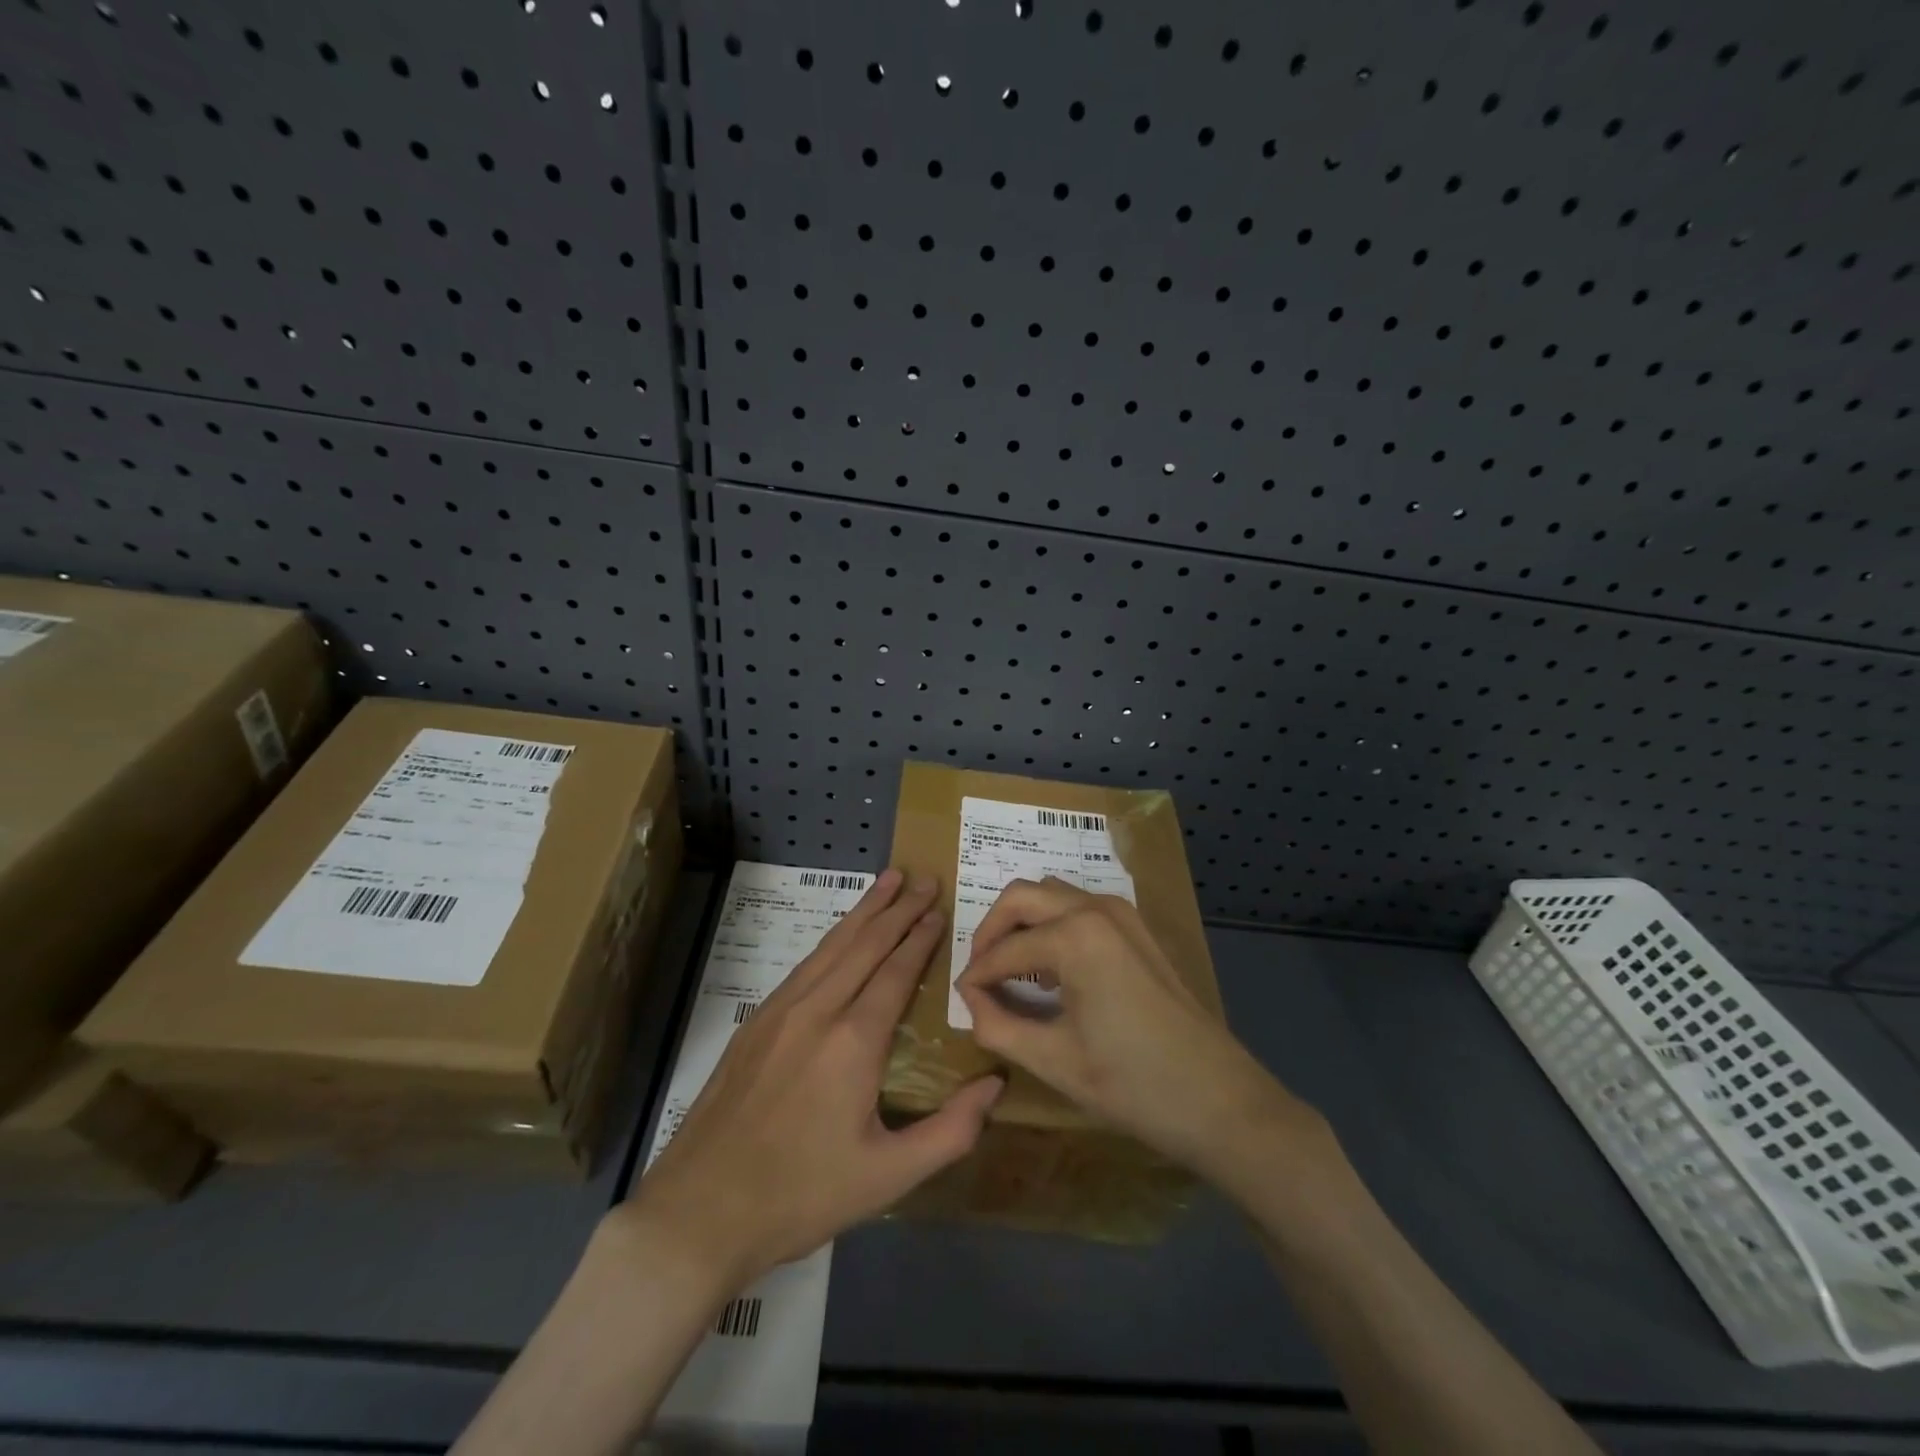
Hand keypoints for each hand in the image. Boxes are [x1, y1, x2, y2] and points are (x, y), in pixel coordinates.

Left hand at [622, 869, 1003, 1286]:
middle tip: (924, 878)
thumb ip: (950, 1131)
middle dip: (898, 908)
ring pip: (832, 945)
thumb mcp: (888, 1177)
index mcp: (854, 1041)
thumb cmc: (802, 1196)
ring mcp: (780, 1011)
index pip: (896, 971)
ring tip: (888, 880)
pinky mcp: (755, 1022)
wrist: (699, 1210)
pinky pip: (804, 965)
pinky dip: (832, 938)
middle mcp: (817, 1010)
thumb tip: (996, 1085)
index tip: (939, 909)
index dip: (920, 938)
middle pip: (865, 944)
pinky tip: (840, 934)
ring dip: (864, 910)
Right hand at [955, 878, 1317, 1185]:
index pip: (1004, 949)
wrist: (1220, 1100)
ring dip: (1023, 922)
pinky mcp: (1137, 928)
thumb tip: (970, 1000)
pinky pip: (1079, 907)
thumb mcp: (1055, 1061)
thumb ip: (998, 1025)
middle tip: (980, 975)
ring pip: (1051, 894)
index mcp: (1074, 935)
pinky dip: (1053, 925)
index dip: (977, 976)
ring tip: (1009, 970)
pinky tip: (1050, 968)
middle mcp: (1095, 908)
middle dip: (992, 930)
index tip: (962, 1001)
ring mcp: (1122, 913)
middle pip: (1021, 896)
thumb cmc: (1133, 1084)